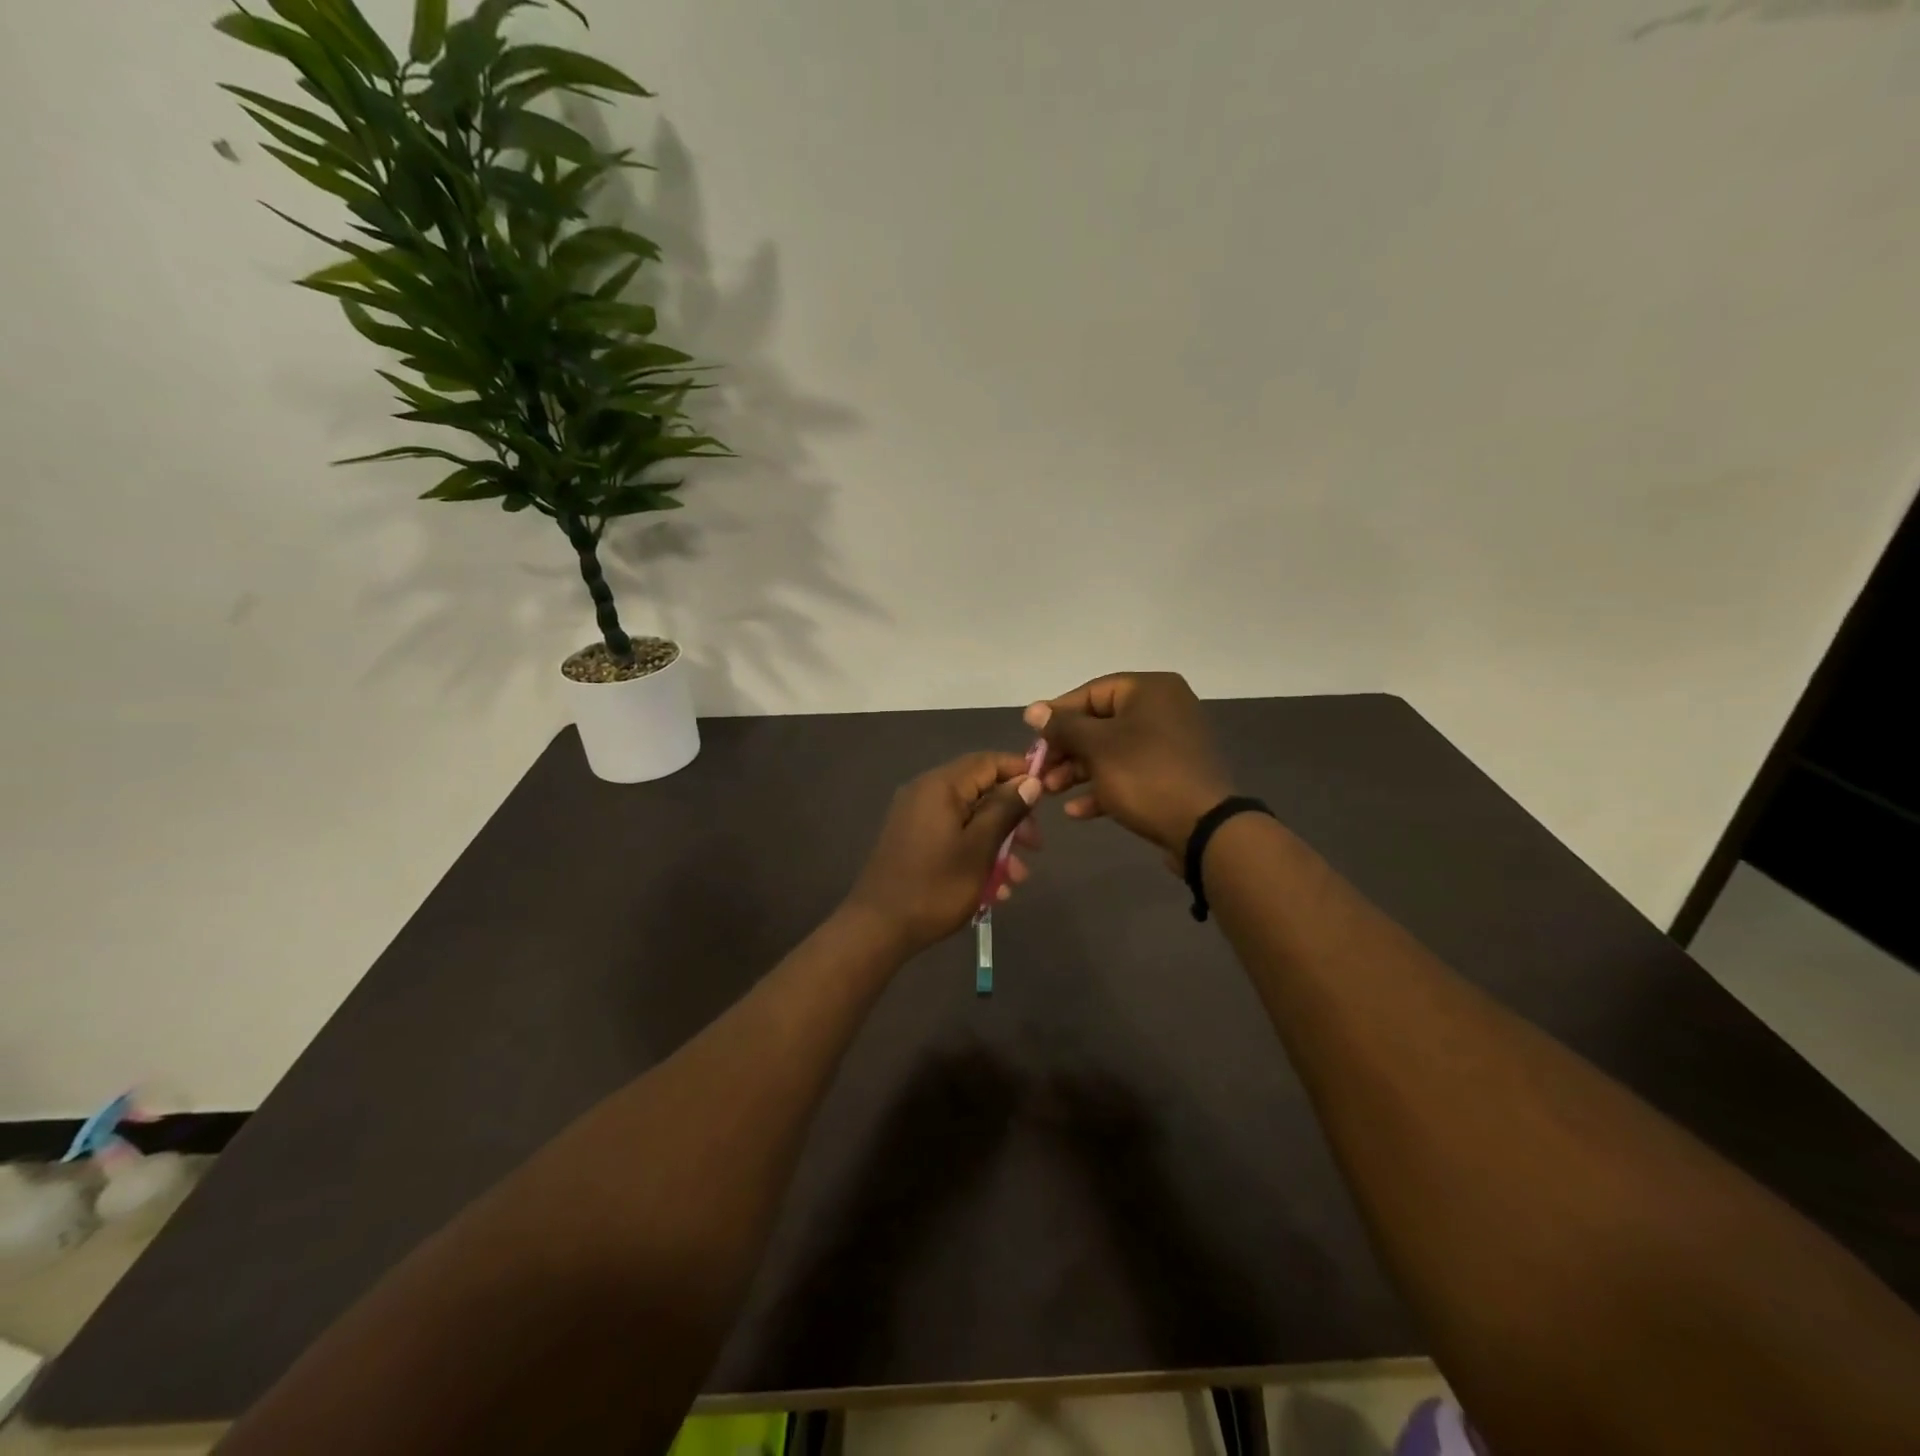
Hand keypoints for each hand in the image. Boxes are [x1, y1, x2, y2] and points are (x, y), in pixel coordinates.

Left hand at [844, 752, 1043, 953]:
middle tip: (1036, 846)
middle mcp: (925, 792)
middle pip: (980, 790)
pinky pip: (952, 835)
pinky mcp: (911, 840)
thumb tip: (1030, 780)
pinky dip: (975, 853)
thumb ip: (1006, 810)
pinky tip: (993, 889)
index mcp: (940, 786)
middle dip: (1012, 817)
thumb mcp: (980, 848)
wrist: (878, 928)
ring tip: (1016, 878)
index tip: (1047, 794)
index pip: (988, 761)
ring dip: (997, 842)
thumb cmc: (935, 886)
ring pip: (969, 818)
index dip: (1020, 772)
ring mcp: (915, 817)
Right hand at [1024, 672, 1232, 858]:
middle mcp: (1163, 710)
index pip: (1091, 692)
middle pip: (1100, 724)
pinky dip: (1103, 788)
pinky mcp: (1171, 776)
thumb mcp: (1097, 747)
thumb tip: (1033, 710)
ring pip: (1112, 752)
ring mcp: (1169, 745)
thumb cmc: (1145, 775)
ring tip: (1050, 792)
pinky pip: (1129, 774)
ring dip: (1078, 771)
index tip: (1031, 736)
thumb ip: (1063, 726)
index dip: (1057, 714)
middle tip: (1039, 771)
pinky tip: (1076, 811)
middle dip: (1066, 750)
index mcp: (1150, 690)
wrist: (1204, 828)